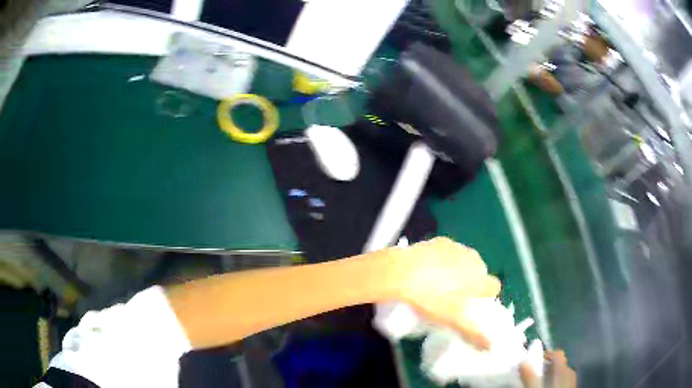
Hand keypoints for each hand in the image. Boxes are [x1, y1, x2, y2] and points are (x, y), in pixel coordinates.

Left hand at [388, 237, 500, 348]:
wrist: (401, 272)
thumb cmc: (430, 299)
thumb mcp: (451, 320)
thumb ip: (473, 333)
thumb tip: (490, 346)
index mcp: (480, 278)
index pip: (494, 287)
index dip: (485, 297)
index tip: (471, 306)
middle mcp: (474, 259)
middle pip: (480, 273)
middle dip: (471, 284)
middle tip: (453, 298)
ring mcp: (457, 248)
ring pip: (465, 262)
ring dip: (459, 271)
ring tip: (438, 284)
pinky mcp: (441, 241)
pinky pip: (449, 252)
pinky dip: (444, 260)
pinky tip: (428, 270)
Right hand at [520, 350, 576, 387]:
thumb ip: (529, 376)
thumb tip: (522, 362)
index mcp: (563, 369)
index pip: (557, 354)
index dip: (547, 355)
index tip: (535, 361)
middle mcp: (570, 372)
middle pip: (559, 364)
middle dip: (547, 369)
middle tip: (534, 376)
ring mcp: (572, 381)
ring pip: (561, 374)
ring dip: (551, 377)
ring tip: (540, 384)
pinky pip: (564, 381)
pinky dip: (556, 383)